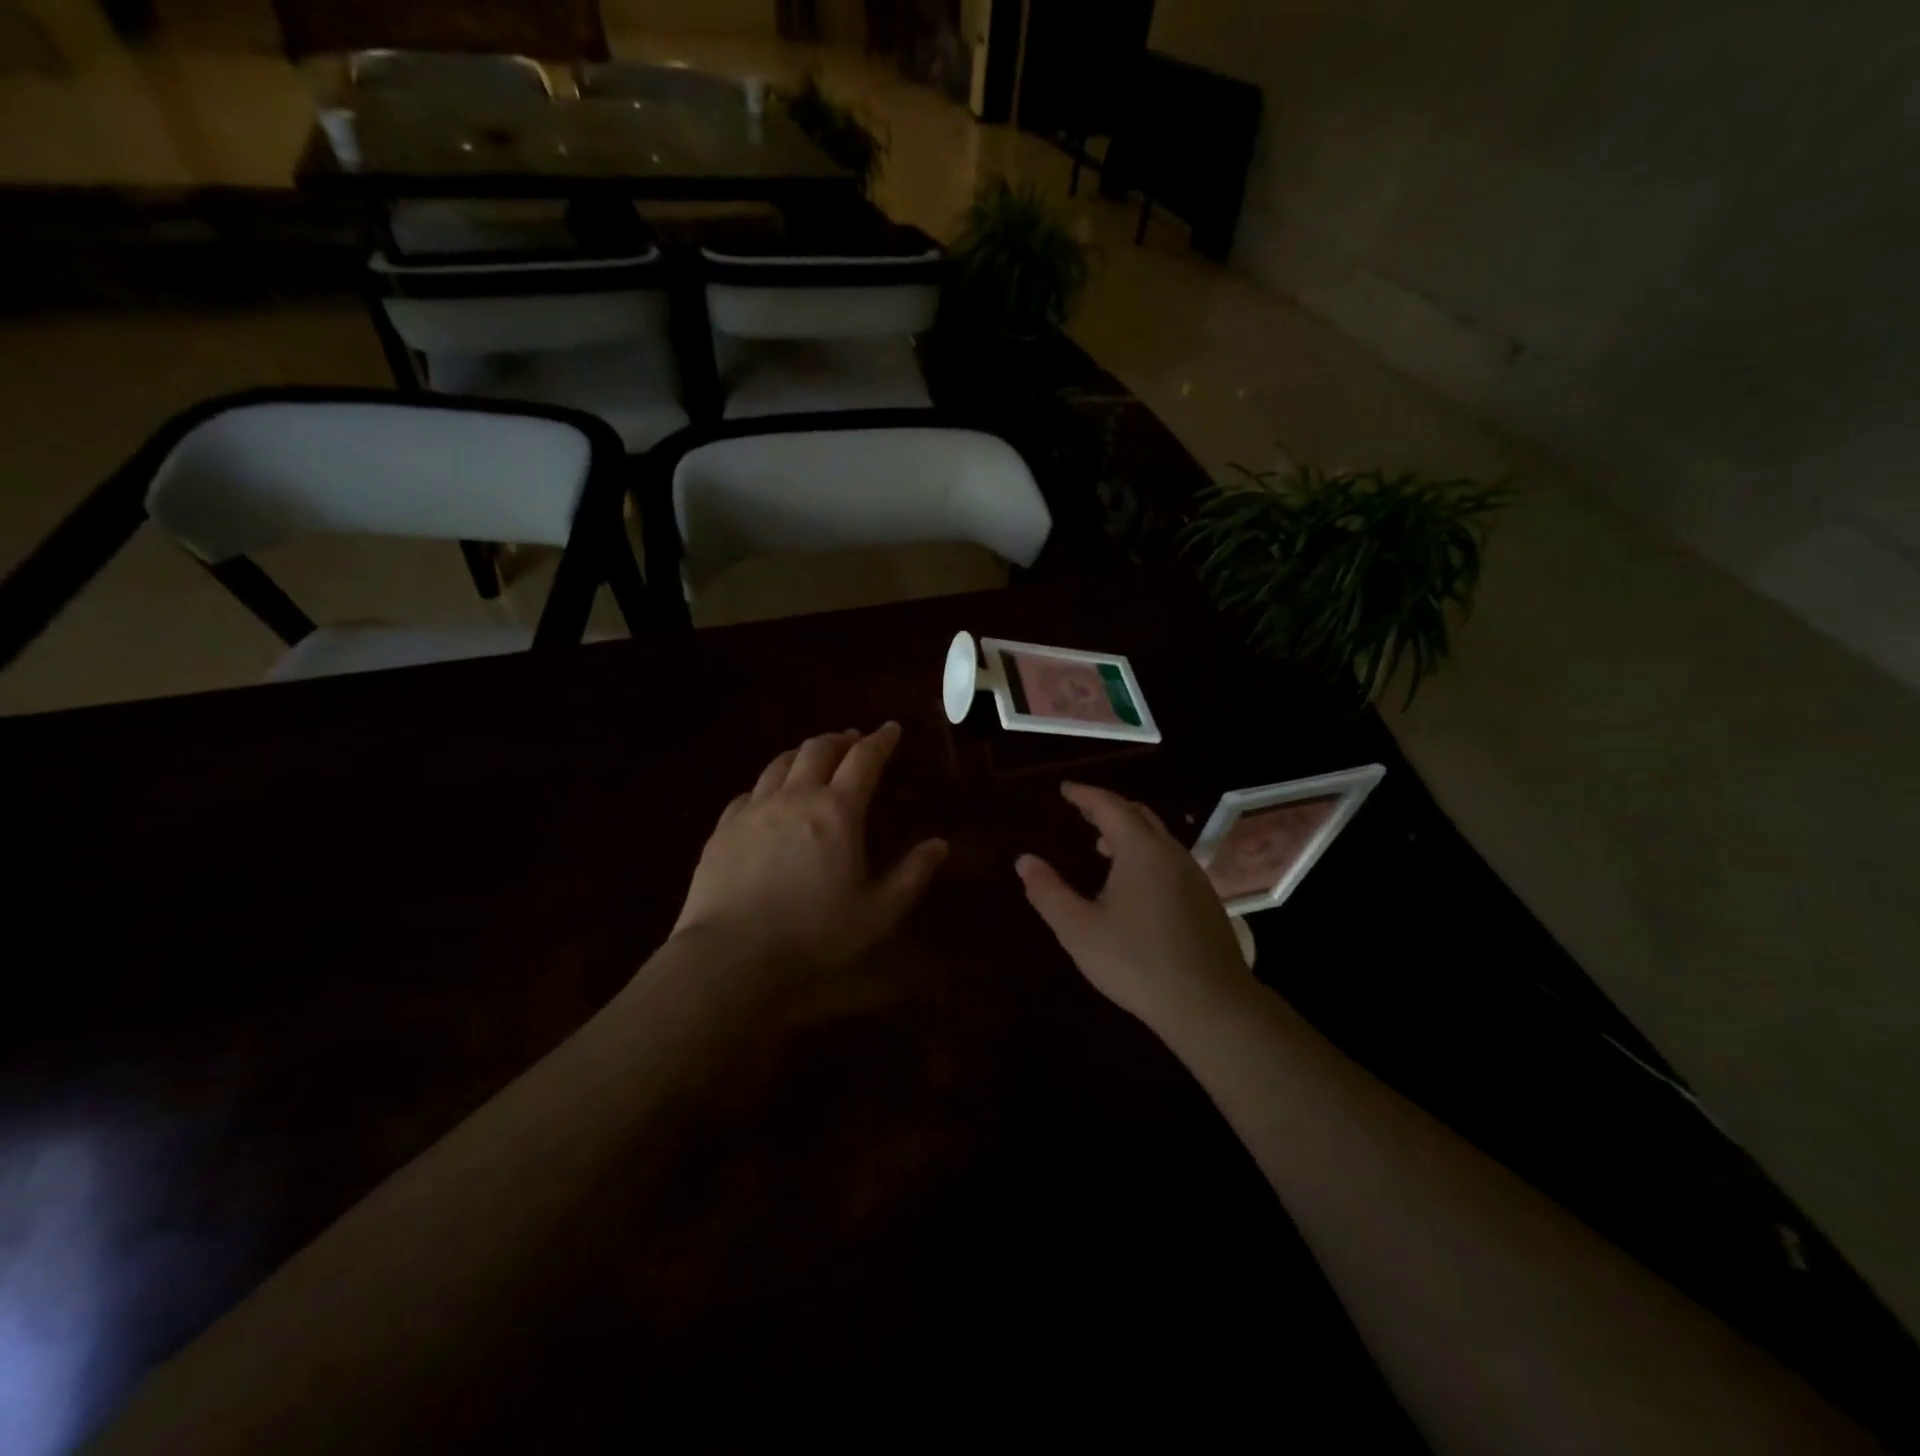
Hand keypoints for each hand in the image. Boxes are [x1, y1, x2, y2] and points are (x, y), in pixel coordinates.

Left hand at [672, 722, 947, 967]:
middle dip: (840, 739)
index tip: (891, 729)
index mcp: (837, 811)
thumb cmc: (814, 934)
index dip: (881, 740)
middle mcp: (795, 797)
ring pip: (781, 762)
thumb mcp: (877, 912)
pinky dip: (770, 784)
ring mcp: (754, 809)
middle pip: (818, 749)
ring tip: (814, 759)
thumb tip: (940, 844)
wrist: (732, 954)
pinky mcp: (725, 827)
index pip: (863, 759)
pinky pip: (751, 791)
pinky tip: (771, 797)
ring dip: (803, 753)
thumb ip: (911, 874)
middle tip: (853, 741)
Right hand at [1017, 783, 1250, 1025]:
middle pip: (1138, 815)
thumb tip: (1024, 860)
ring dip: (1128, 833)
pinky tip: (1134, 884)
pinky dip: (1145, 854)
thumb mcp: (1079, 930)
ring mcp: (1194, 876)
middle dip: (1107, 808)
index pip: (1110, 806)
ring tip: (1101, 846)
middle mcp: (1171, 853)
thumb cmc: (1136, 962)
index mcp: (1141, 850)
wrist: (1210, 1004)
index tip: (1064, 789)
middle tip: (1081, 812)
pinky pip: (1170, 860)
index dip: (1085, 794)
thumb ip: (1048, 892)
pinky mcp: (1206, 900)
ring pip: (1158, 838)